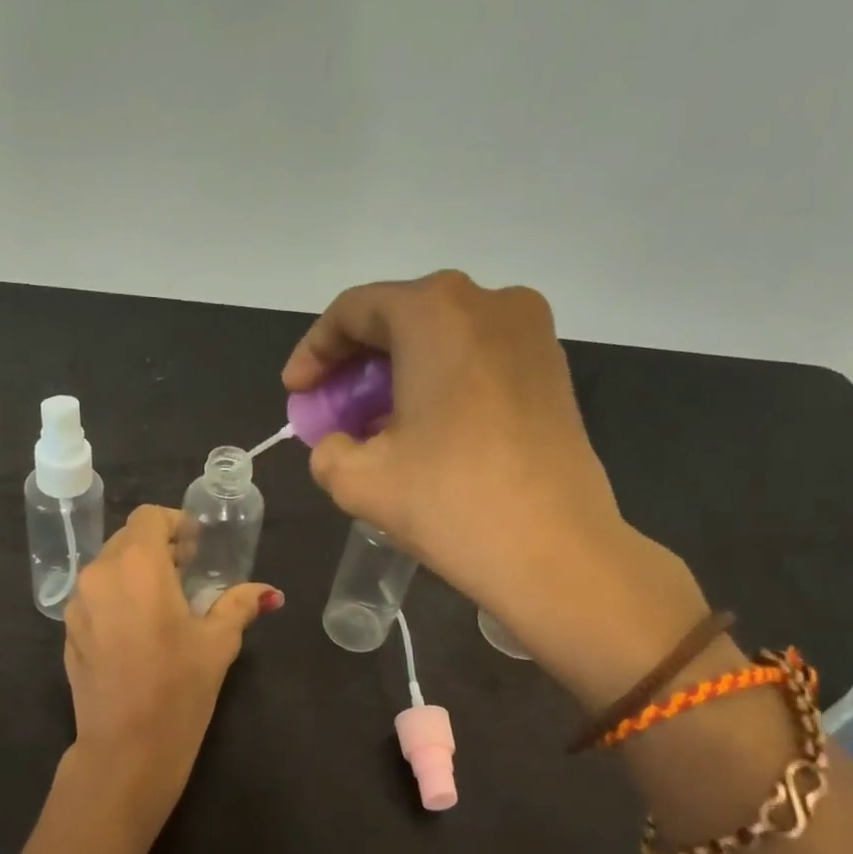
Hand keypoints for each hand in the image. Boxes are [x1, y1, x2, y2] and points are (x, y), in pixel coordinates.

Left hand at [62, 505, 280, 842]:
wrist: (126, 750)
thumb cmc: (179, 689)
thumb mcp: (218, 643)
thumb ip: (240, 605)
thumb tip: (269, 593)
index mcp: (138, 565)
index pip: (149, 517)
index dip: (175, 525)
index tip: (195, 550)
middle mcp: (100, 574)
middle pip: (127, 540)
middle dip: (157, 548)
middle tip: (186, 576)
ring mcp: (77, 604)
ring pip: (107, 568)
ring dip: (135, 573)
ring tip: (162, 605)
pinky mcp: (68, 632)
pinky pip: (94, 597)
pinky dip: (116, 598)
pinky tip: (137, 633)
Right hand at [283, 270, 706, 700]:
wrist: (556, 551)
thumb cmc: (450, 501)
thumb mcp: (358, 480)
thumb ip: (328, 449)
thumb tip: (341, 443)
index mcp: (435, 312)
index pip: (354, 311)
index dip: (313, 351)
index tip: (296, 393)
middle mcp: (488, 302)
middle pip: (400, 317)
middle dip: (355, 363)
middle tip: (331, 410)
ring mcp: (531, 332)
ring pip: (442, 337)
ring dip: (398, 373)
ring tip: (374, 425)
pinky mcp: (553, 368)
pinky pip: (478, 357)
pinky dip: (440, 380)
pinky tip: (425, 428)